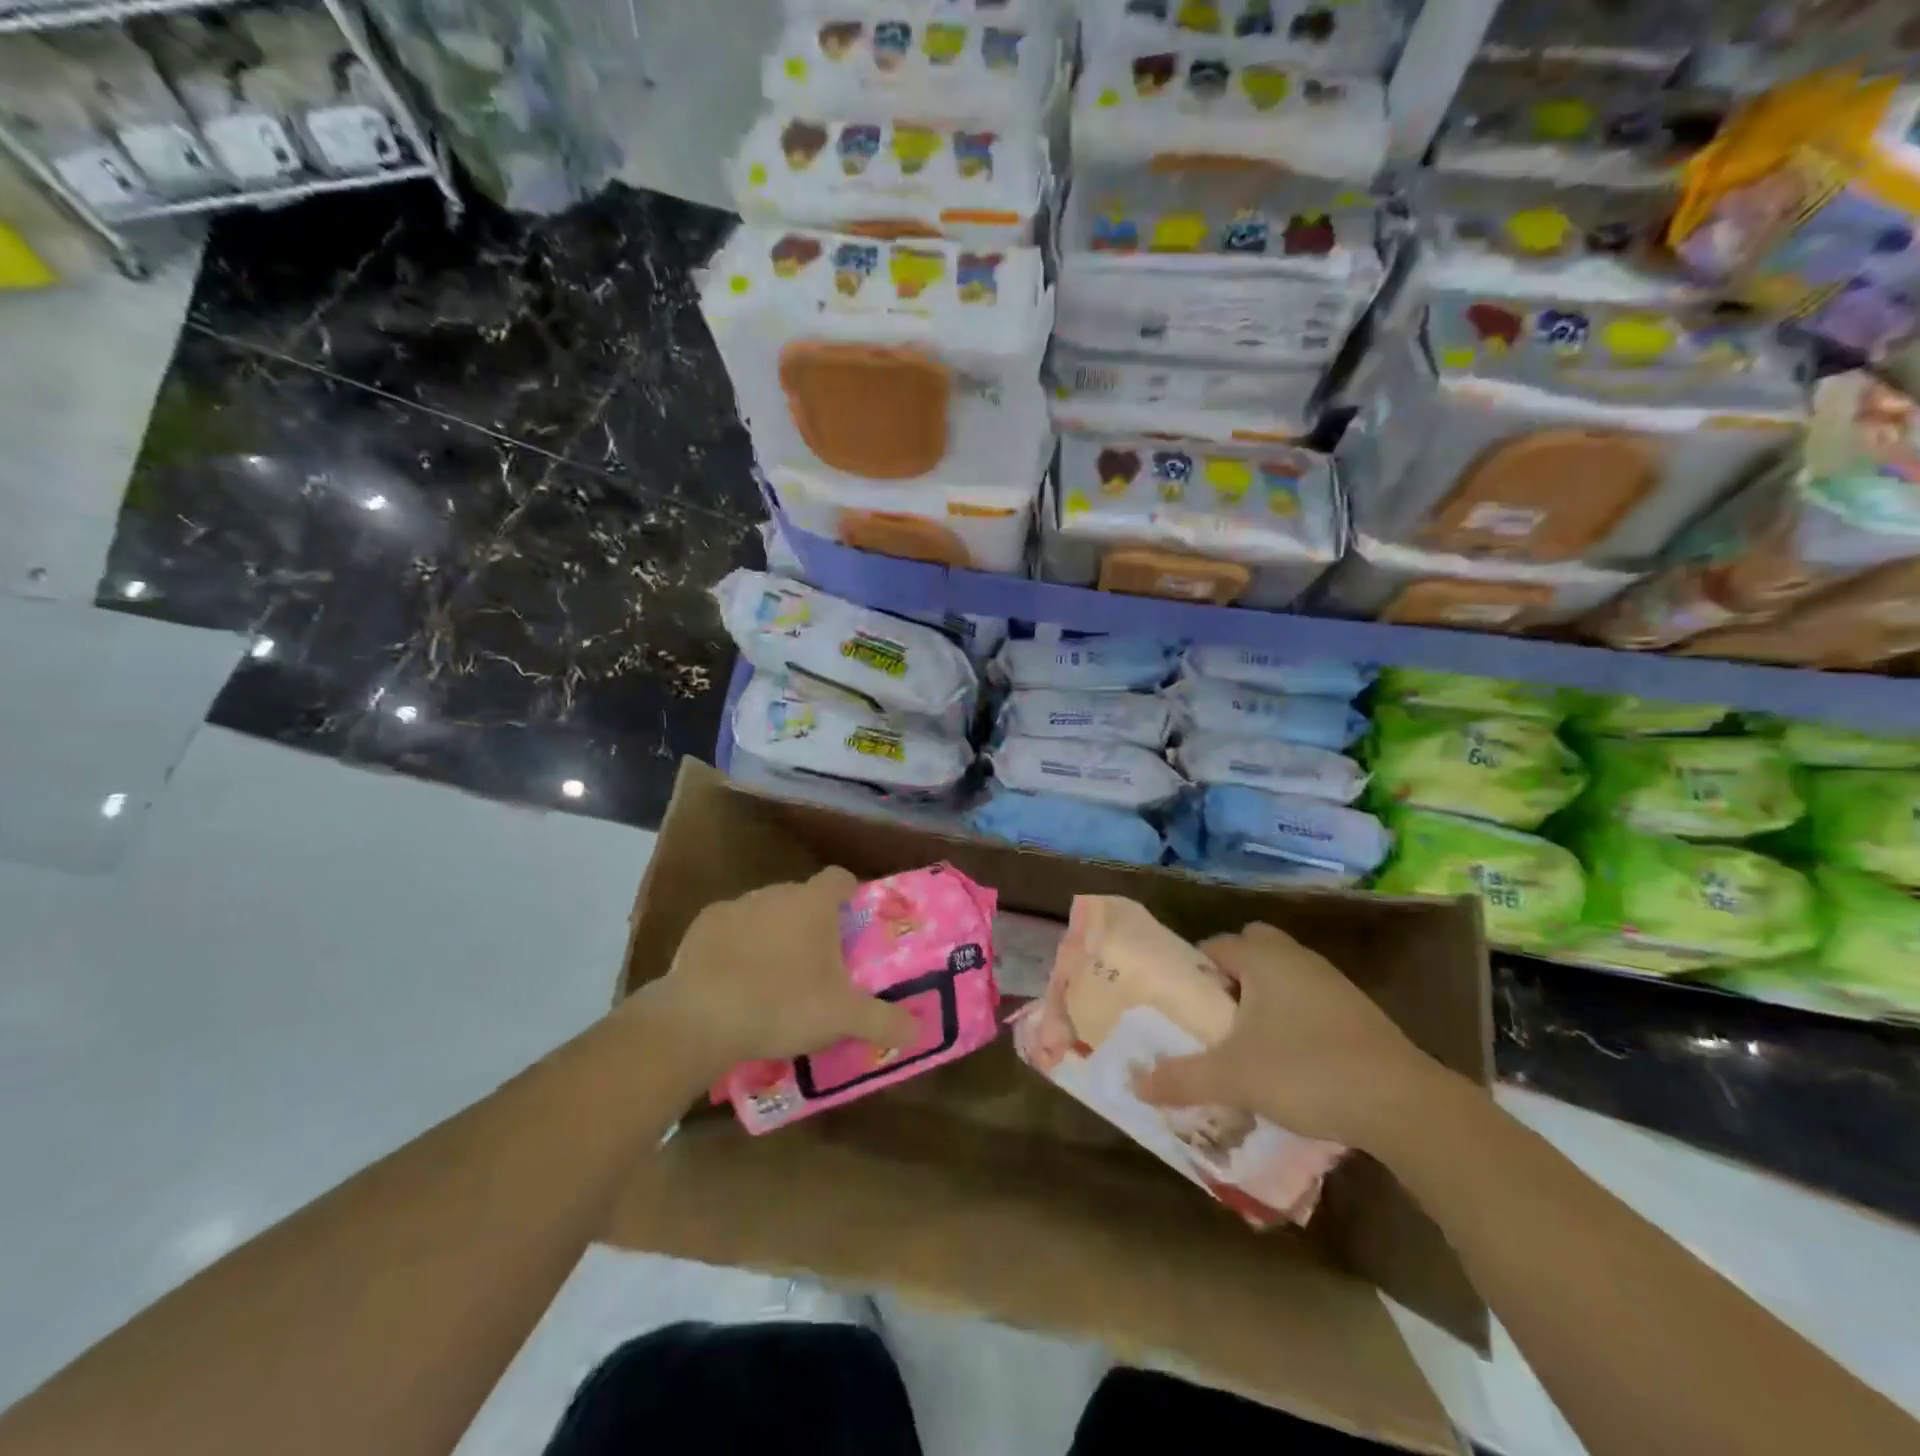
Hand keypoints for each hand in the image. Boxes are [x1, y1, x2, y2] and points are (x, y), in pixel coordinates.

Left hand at [642, 867, 918, 1074]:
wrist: (702, 1018)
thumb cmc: (783, 1004)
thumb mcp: (843, 1018)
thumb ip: (886, 1021)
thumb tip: (922, 1030)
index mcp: (813, 904)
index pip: (840, 879)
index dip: (850, 895)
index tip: (853, 921)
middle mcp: (776, 893)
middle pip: (802, 898)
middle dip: (811, 923)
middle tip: (817, 964)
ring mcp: (736, 906)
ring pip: (765, 912)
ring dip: (773, 934)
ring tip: (774, 978)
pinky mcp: (702, 927)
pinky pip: (729, 929)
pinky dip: (736, 946)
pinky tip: (734, 981)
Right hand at [1134, 921, 1450, 1150]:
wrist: (1402, 1103)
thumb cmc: (1306, 1071)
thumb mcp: (1233, 1077)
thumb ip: (1182, 1078)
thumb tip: (1136, 1084)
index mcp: (1263, 958)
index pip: (1214, 946)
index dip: (1193, 971)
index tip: (1183, 1006)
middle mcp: (1296, 958)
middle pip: (1252, 948)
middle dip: (1232, 975)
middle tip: (1217, 1016)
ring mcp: (1332, 982)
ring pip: (1284, 974)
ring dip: (1264, 996)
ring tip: (1249, 1042)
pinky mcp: (1358, 1011)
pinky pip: (1310, 998)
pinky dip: (1295, 1016)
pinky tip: (1293, 1059)